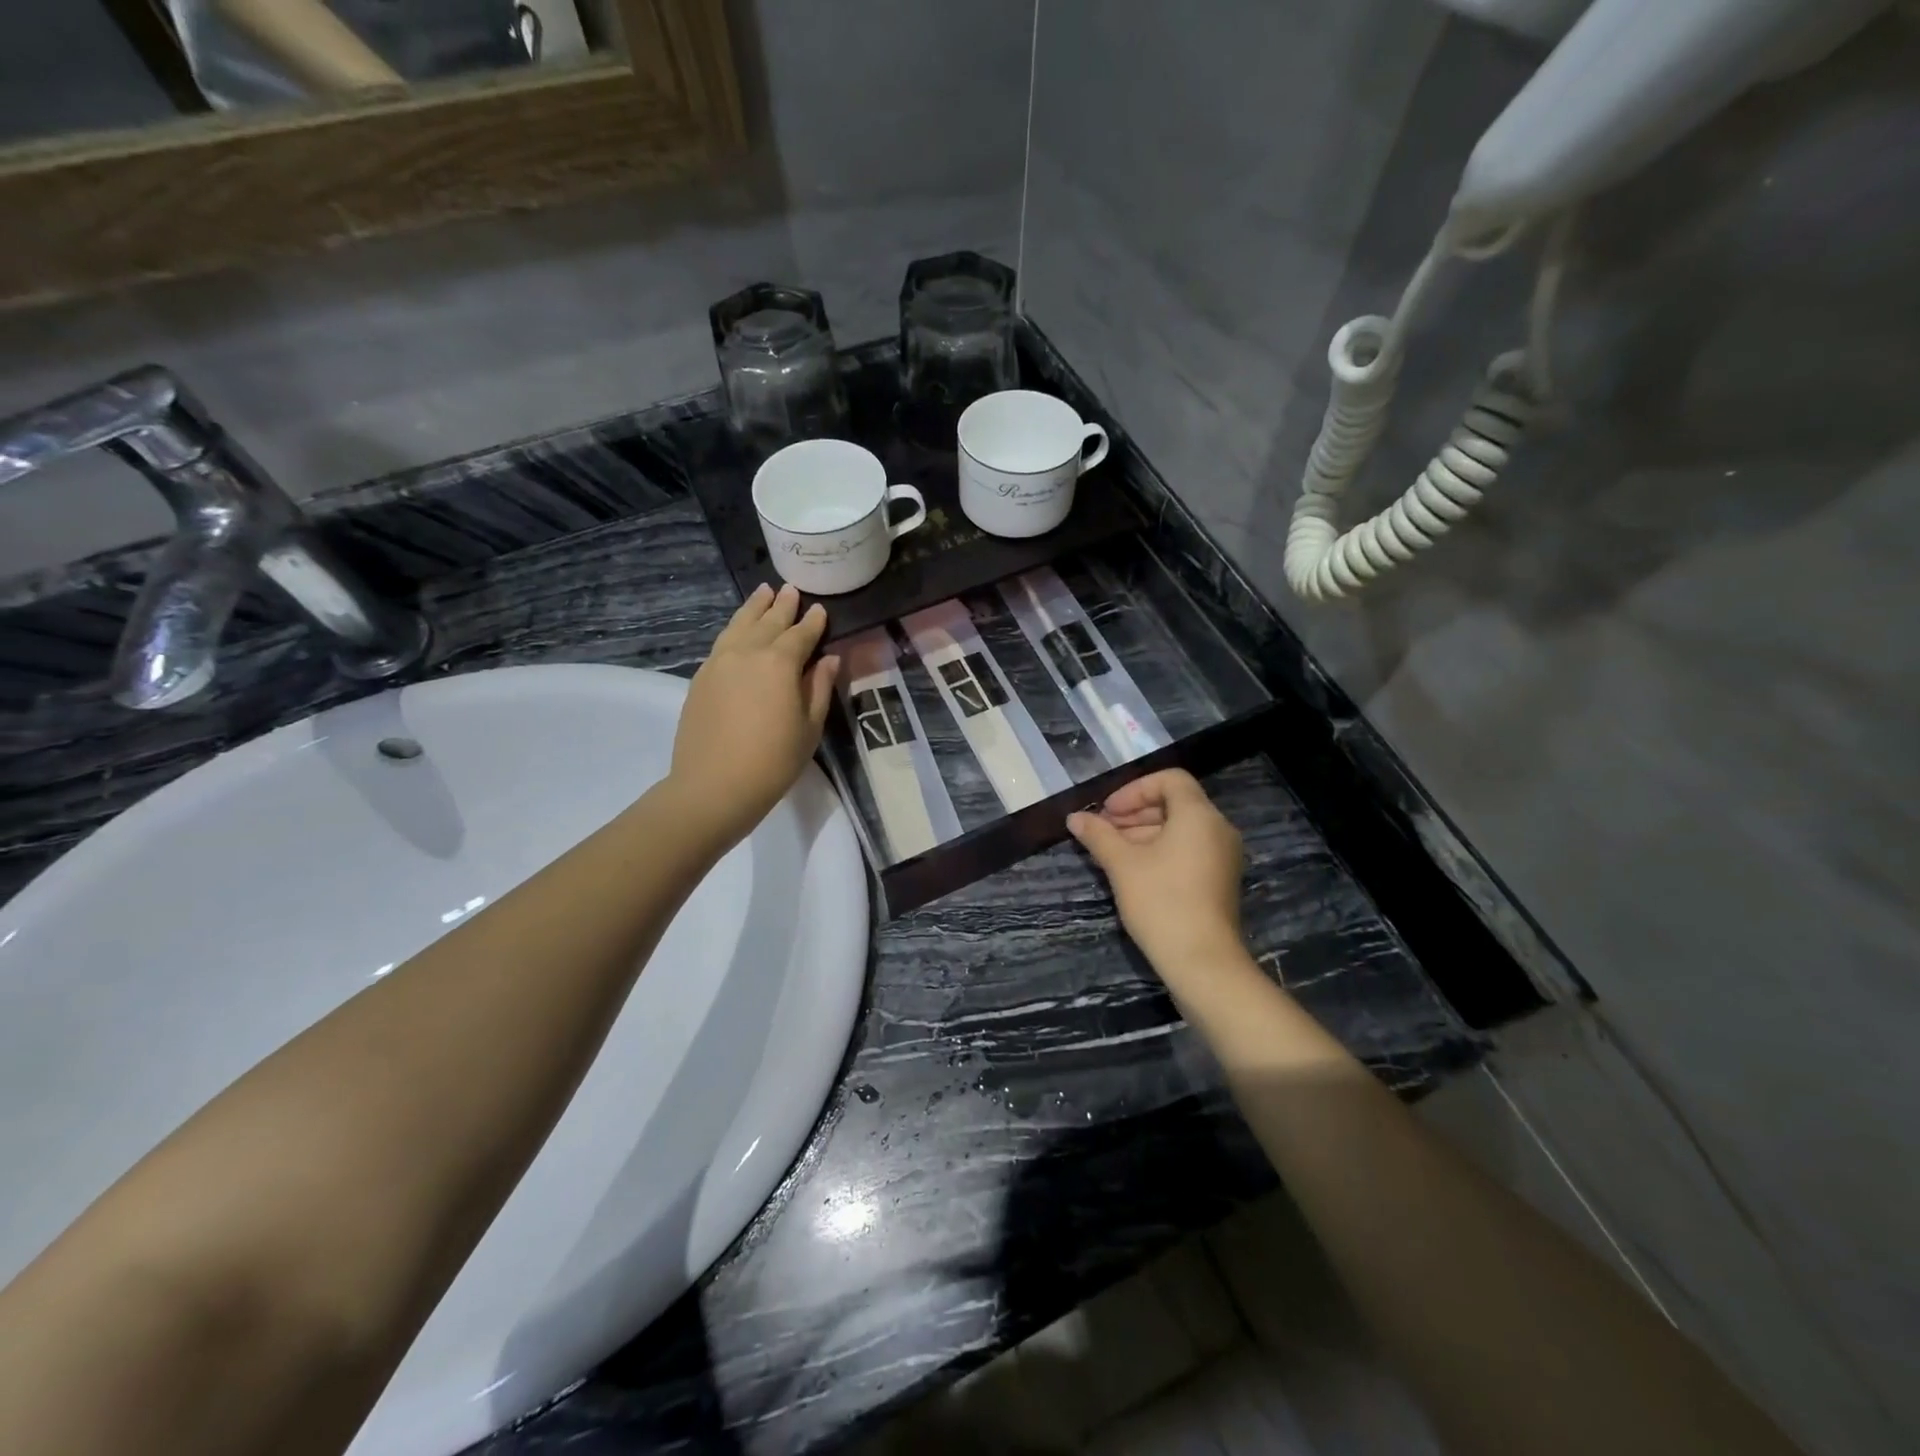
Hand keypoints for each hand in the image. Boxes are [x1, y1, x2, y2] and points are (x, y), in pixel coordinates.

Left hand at [669, 584, 839, 847]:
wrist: (714, 786)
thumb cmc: (773, 761)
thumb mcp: (809, 727)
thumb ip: (818, 688)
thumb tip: (828, 659)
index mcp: (780, 662)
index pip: (801, 634)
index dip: (812, 622)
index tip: (820, 609)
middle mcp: (748, 652)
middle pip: (768, 622)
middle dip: (782, 606)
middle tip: (791, 590)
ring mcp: (719, 662)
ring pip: (739, 625)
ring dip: (754, 608)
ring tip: (763, 593)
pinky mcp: (701, 677)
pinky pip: (722, 642)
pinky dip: (735, 629)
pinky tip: (739, 629)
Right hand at [1067, 769, 1245, 977]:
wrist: (1202, 961)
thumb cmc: (1161, 902)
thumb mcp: (1122, 865)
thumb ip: (1098, 835)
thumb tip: (1074, 817)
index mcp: (1199, 816)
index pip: (1169, 780)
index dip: (1134, 790)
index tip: (1107, 812)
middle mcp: (1217, 829)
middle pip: (1175, 803)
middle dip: (1135, 812)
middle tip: (1103, 830)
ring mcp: (1222, 856)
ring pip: (1180, 828)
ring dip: (1143, 832)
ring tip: (1110, 851)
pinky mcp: (1219, 879)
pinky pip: (1189, 849)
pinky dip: (1161, 850)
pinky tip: (1132, 869)